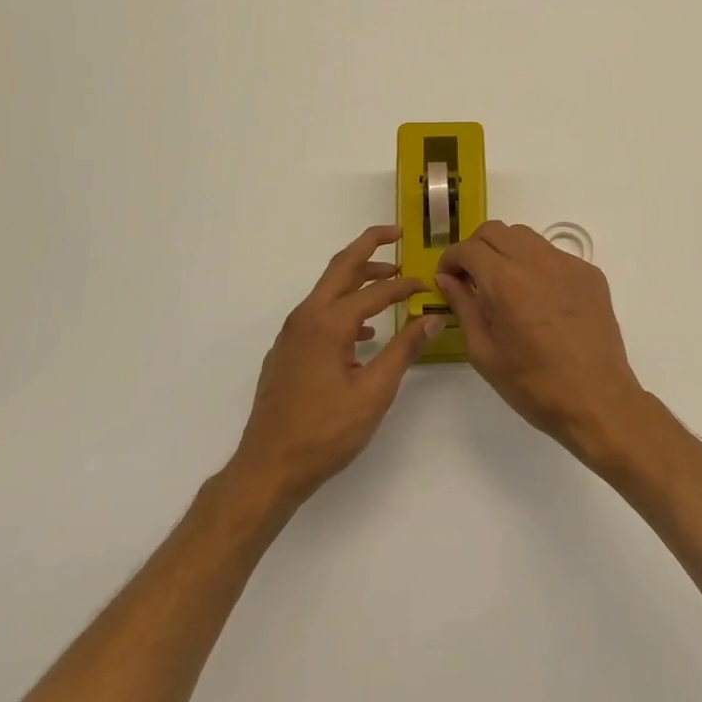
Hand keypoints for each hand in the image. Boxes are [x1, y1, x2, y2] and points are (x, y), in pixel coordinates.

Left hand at [229, 225, 440, 507]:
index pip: (375, 291)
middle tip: (396, 234)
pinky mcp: (287, 350)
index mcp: (329, 323)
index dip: (405, 286)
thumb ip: (404, 350)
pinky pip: (318, 313)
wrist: (269, 467)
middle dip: (369, 246)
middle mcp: (306, 317)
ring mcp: (291, 333)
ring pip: (327, 289)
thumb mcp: (374, 392)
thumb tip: (433, 317)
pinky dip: (344, 306)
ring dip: (357, 277)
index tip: (428, 286)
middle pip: (340, 267)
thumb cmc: (325, 431)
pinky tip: (365, 331)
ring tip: (388, 280)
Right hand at [435, 221, 648, 458]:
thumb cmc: (533, 385)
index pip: (468, 248)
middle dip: (476, 248)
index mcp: (506, 281)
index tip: (447, 278)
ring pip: (526, 237)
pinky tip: (539, 298)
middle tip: (472, 278)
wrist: (597, 400)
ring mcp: (568, 264)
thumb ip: (463, 306)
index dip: (450, 259)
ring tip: (504, 285)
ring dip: (506, 250)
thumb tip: (447, 278)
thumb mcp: (484, 352)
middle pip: (496, 230)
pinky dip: (536, 265)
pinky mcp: (589, 273)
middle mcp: (537, 261)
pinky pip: (553, 254)